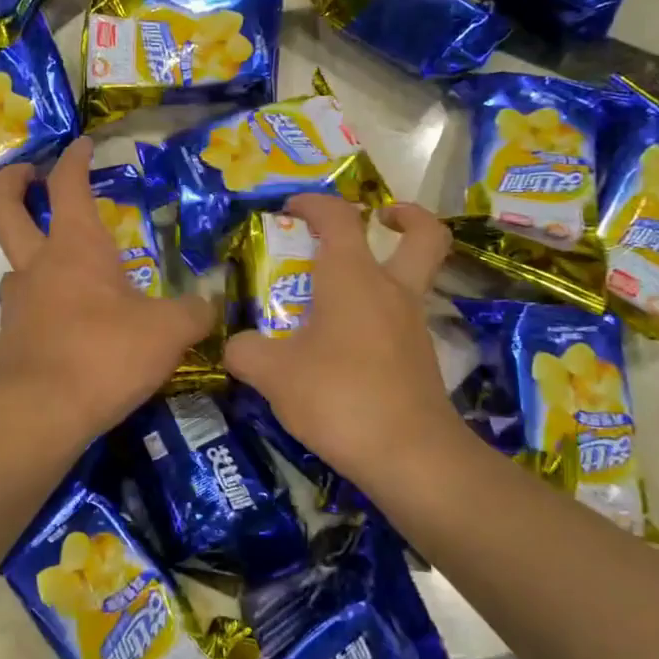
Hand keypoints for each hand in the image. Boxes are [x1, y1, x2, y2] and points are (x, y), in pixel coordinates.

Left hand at [0, 139, 215, 439]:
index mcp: (76, 247)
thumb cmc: (105, 354)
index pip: (69, 185)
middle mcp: (38, 265)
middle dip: (12, 182)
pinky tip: (68, 324)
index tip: (83, 143)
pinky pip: (25, 309)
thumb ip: (194, 313)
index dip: (75, 159)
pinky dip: (41, 304)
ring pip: (14, 264)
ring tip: (63, 267)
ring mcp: (17, 303)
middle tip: (28, 173)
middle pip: (4, 208)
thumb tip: (210, 305)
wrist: (40, 415)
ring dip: (31, 254)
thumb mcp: (167, 332)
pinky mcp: (10, 341)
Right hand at [224, 194, 456, 478]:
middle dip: (404, 217)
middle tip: (377, 218)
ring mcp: (412, 323)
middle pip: (423, 235)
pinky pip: (403, 318)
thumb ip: (246, 352)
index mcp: (352, 276)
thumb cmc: (339, 397)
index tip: (289, 209)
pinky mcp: (420, 357)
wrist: (410, 456)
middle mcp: (390, 289)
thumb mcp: (274, 375)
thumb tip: (235, 346)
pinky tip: (346, 344)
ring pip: (415, 276)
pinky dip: (379, 315)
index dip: (313, 203)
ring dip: (387, 269)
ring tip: (339, 292)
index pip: (338, 216)